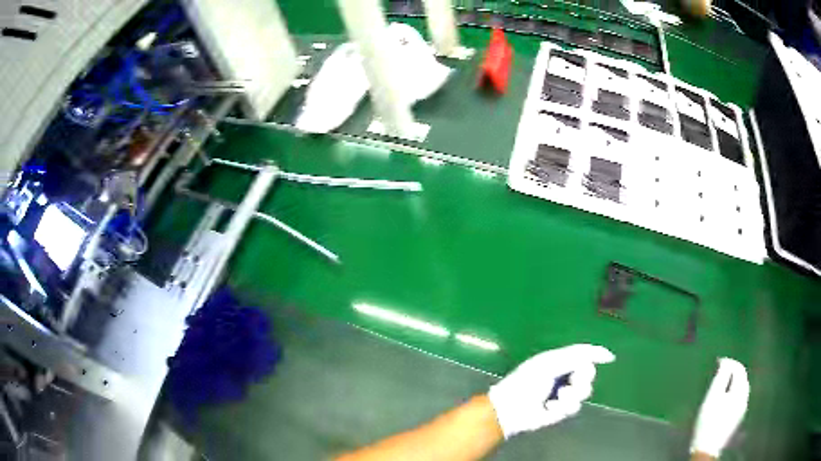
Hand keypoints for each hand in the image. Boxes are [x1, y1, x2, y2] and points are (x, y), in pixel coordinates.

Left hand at [487, 344, 615, 438]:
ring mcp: (563, 393)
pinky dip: (563, 407)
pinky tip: (549, 408)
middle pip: (588, 373)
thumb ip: (575, 357)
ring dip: (572, 395)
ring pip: (585, 391)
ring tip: (558, 397)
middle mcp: (563, 376)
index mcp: (559, 360)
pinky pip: (575, 407)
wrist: (511, 410)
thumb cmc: (526, 382)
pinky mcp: (561, 410)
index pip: (583, 353)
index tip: (609, 358)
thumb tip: (599, 353)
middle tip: (571, 381)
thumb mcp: (550, 364)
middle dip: (583, 378)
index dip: (597, 354)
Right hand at [691, 358, 749, 457]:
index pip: (739, 368)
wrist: (707, 448)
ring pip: (741, 389)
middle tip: (720, 371)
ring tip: (722, 384)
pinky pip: (739, 398)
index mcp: (741, 390)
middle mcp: (745, 396)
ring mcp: (743, 408)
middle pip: (742, 378)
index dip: (730, 362)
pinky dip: (734, 393)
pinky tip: (726, 399)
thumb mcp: (712, 397)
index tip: (718, 362)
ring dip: (734, 383)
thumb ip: (721, 377)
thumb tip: (726, 361)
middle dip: (733, 372)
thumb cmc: (708, 421)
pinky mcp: (738, 418)